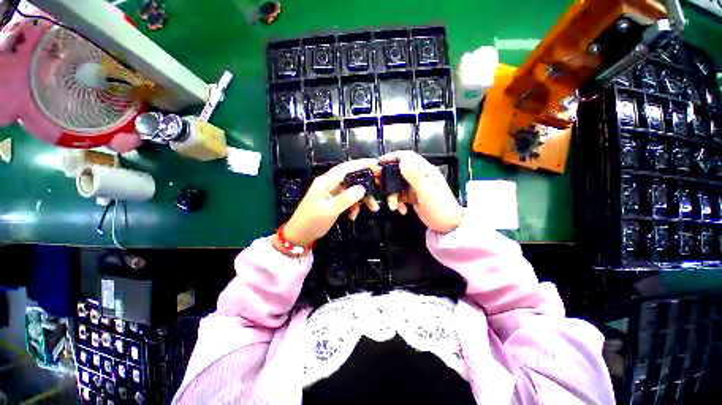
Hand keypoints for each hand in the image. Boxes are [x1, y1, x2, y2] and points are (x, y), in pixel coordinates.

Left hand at [280, 159, 379, 249]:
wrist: (299, 236)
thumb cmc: (311, 222)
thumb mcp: (330, 210)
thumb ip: (346, 198)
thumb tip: (362, 188)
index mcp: (326, 182)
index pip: (345, 168)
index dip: (360, 163)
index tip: (375, 162)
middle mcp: (329, 184)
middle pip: (351, 179)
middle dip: (366, 185)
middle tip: (380, 188)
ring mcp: (331, 193)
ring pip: (351, 190)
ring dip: (362, 199)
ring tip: (373, 208)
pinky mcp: (333, 201)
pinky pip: (347, 199)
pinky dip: (353, 206)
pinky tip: (354, 215)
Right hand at [379, 151, 461, 233]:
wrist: (447, 226)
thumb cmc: (440, 208)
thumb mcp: (427, 191)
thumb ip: (415, 175)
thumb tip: (402, 160)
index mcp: (425, 171)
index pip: (408, 157)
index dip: (393, 157)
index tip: (380, 162)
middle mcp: (419, 176)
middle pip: (399, 170)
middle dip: (388, 179)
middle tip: (380, 186)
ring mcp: (416, 187)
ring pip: (397, 184)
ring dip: (392, 194)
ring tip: (393, 206)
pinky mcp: (413, 197)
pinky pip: (400, 195)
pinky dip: (397, 201)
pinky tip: (401, 209)